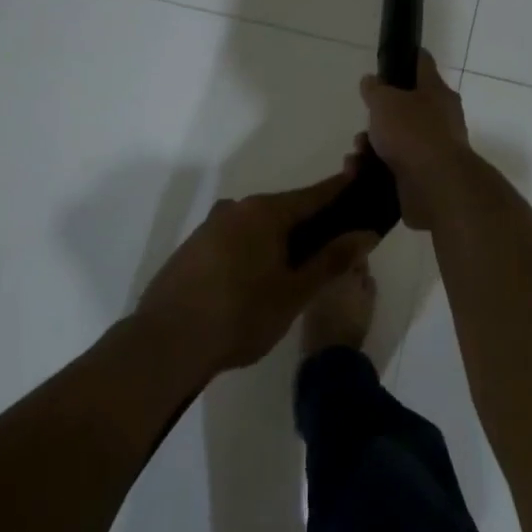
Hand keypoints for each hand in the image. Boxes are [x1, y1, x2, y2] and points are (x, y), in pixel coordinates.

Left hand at [138, 169, 377, 374]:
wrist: (165, 344)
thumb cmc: (240, 316)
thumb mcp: (294, 292)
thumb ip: (332, 260)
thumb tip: (366, 233)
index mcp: (265, 212)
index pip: (315, 194)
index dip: (342, 191)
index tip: (364, 187)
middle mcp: (237, 208)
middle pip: (286, 209)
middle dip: (314, 222)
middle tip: (339, 244)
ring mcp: (211, 226)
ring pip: (260, 225)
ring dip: (283, 239)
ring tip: (302, 267)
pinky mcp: (194, 248)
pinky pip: (237, 239)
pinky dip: (257, 249)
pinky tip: (261, 277)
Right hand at [358, 50, 473, 229]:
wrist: (436, 186)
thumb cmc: (412, 133)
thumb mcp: (385, 102)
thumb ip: (375, 89)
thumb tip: (372, 81)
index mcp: (437, 92)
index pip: (422, 64)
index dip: (405, 58)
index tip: (389, 59)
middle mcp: (440, 119)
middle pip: (404, 108)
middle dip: (378, 116)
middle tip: (364, 122)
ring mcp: (433, 149)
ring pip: (395, 140)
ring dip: (371, 146)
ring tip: (356, 154)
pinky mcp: (423, 177)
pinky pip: (393, 167)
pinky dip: (374, 168)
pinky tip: (357, 172)